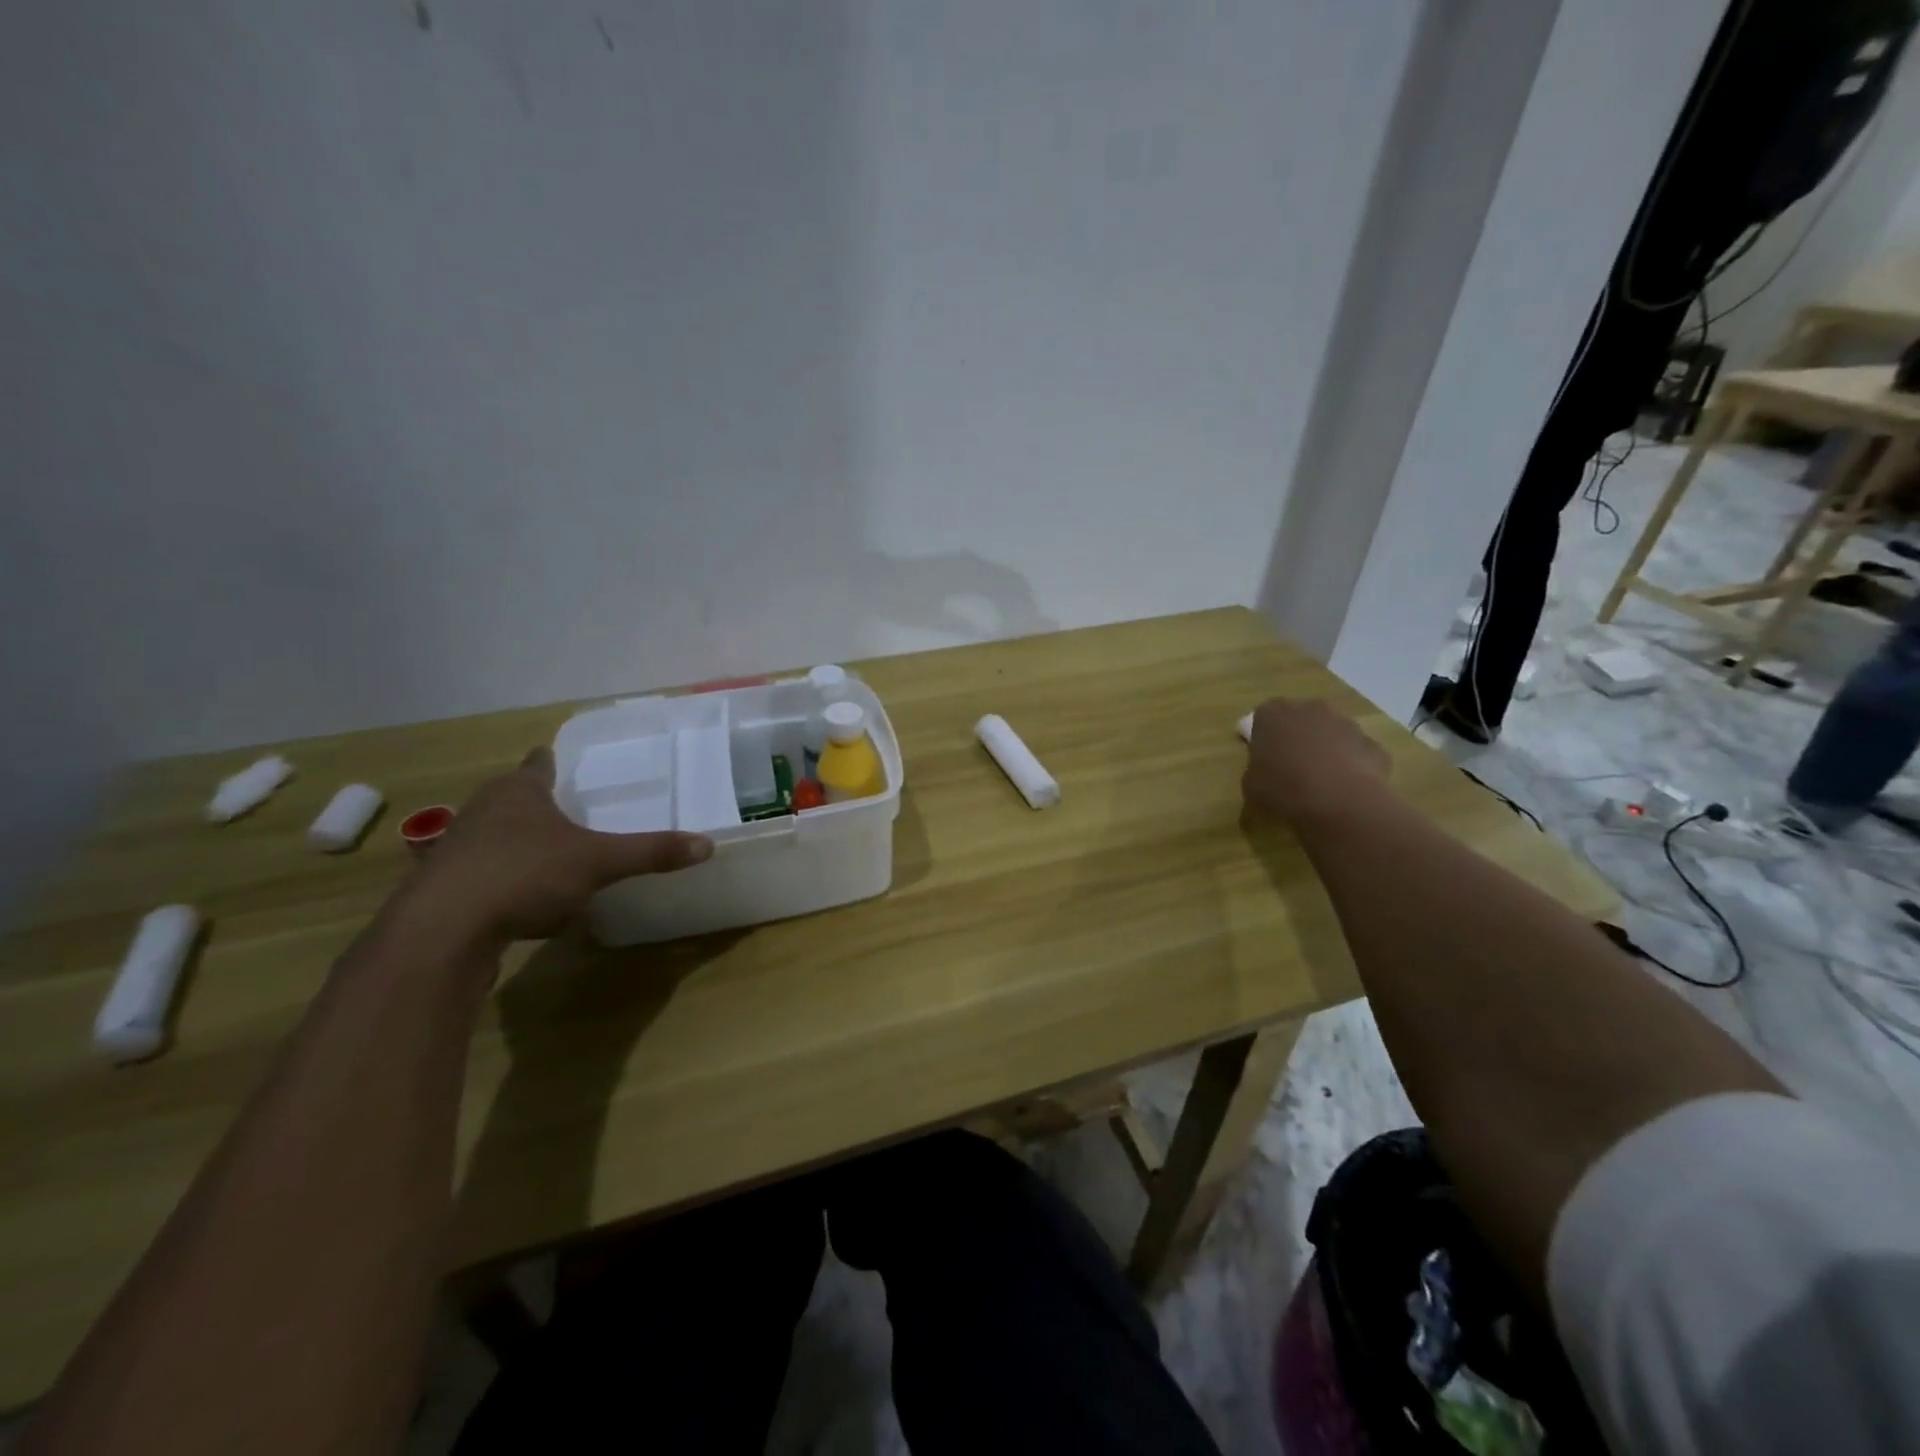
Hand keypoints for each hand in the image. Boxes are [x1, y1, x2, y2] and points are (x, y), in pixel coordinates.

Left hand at [410, 748, 712, 942]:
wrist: (441, 932)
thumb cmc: (523, 875)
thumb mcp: (598, 862)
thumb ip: (650, 852)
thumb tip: (708, 845)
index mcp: (519, 791)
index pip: (540, 763)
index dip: (553, 762)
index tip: (564, 763)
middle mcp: (483, 810)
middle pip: (513, 797)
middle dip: (537, 803)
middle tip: (571, 811)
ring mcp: (456, 848)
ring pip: (494, 834)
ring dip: (518, 842)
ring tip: (550, 855)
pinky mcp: (442, 887)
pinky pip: (483, 872)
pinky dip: (504, 879)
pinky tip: (523, 901)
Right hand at [1242, 698, 1391, 827]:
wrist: (1340, 803)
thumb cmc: (1283, 789)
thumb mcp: (1251, 787)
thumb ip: (1256, 773)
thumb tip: (1264, 778)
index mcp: (1274, 714)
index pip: (1263, 717)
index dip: (1263, 739)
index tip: (1264, 760)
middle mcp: (1311, 709)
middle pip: (1301, 720)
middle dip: (1298, 738)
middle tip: (1291, 770)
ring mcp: (1347, 724)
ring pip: (1332, 734)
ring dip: (1327, 751)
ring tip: (1321, 784)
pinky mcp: (1374, 746)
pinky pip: (1357, 754)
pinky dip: (1353, 768)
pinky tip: (1346, 792)